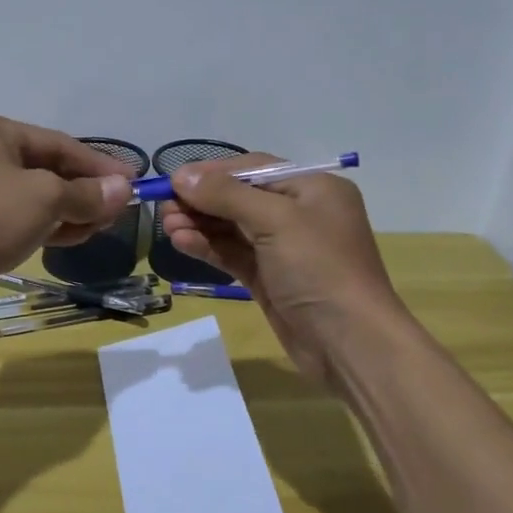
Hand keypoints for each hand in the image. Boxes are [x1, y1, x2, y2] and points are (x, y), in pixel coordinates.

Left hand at [0, 112, 134, 313]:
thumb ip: (87, 194)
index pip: (59, 144)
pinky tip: (74, 237)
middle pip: (47, 169)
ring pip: (34, 195)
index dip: (99, 164)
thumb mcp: (45, 198)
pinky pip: (18, 216)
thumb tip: (124, 190)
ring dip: (69, 211)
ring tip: (102, 226)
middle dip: (85, 191)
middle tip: (118, 210)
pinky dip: (46, 225)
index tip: (132, 181)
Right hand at [161, 154, 406, 388]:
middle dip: (202, 201)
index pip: (254, 169)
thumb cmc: (319, 269)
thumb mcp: (275, 221)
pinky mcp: (270, 279)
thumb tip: (182, 174)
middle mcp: (300, 214)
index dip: (213, 172)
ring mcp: (284, 249)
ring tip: (166, 225)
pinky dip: (208, 247)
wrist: (349, 343)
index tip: (174, 179)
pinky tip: (181, 242)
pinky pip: (234, 254)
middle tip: (163, 206)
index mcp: (313, 189)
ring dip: (200, 224)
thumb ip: (227, 195)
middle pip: (240, 197)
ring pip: (233, 228)